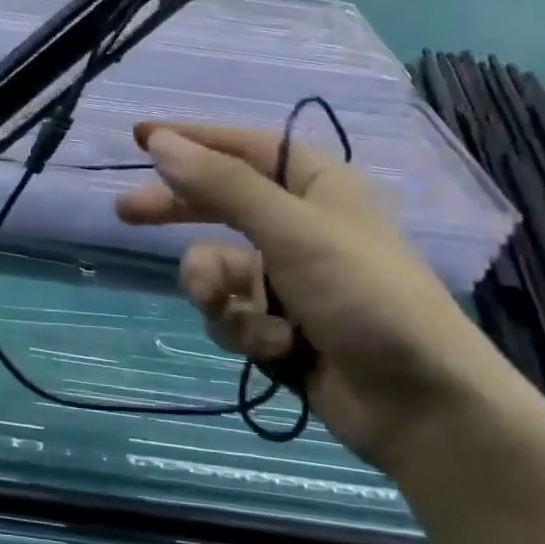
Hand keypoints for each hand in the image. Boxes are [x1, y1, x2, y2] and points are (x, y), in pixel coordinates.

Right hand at [116, 124, 515, 473]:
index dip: (192, 139)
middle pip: (217, 202)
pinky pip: (230, 312)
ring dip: (220, 294)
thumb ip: (222, 186)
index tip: (141, 137)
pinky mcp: (277, 323)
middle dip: (177, 213)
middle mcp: (297, 222)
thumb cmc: (365, 297)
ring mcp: (286, 276)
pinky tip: (277, 349)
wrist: (419, 407)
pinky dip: (245, 330)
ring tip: (244, 318)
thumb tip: (162, 143)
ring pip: (215, 268)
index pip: (242, 146)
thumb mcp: (292, 231)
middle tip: (125, 213)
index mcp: (314, 185)